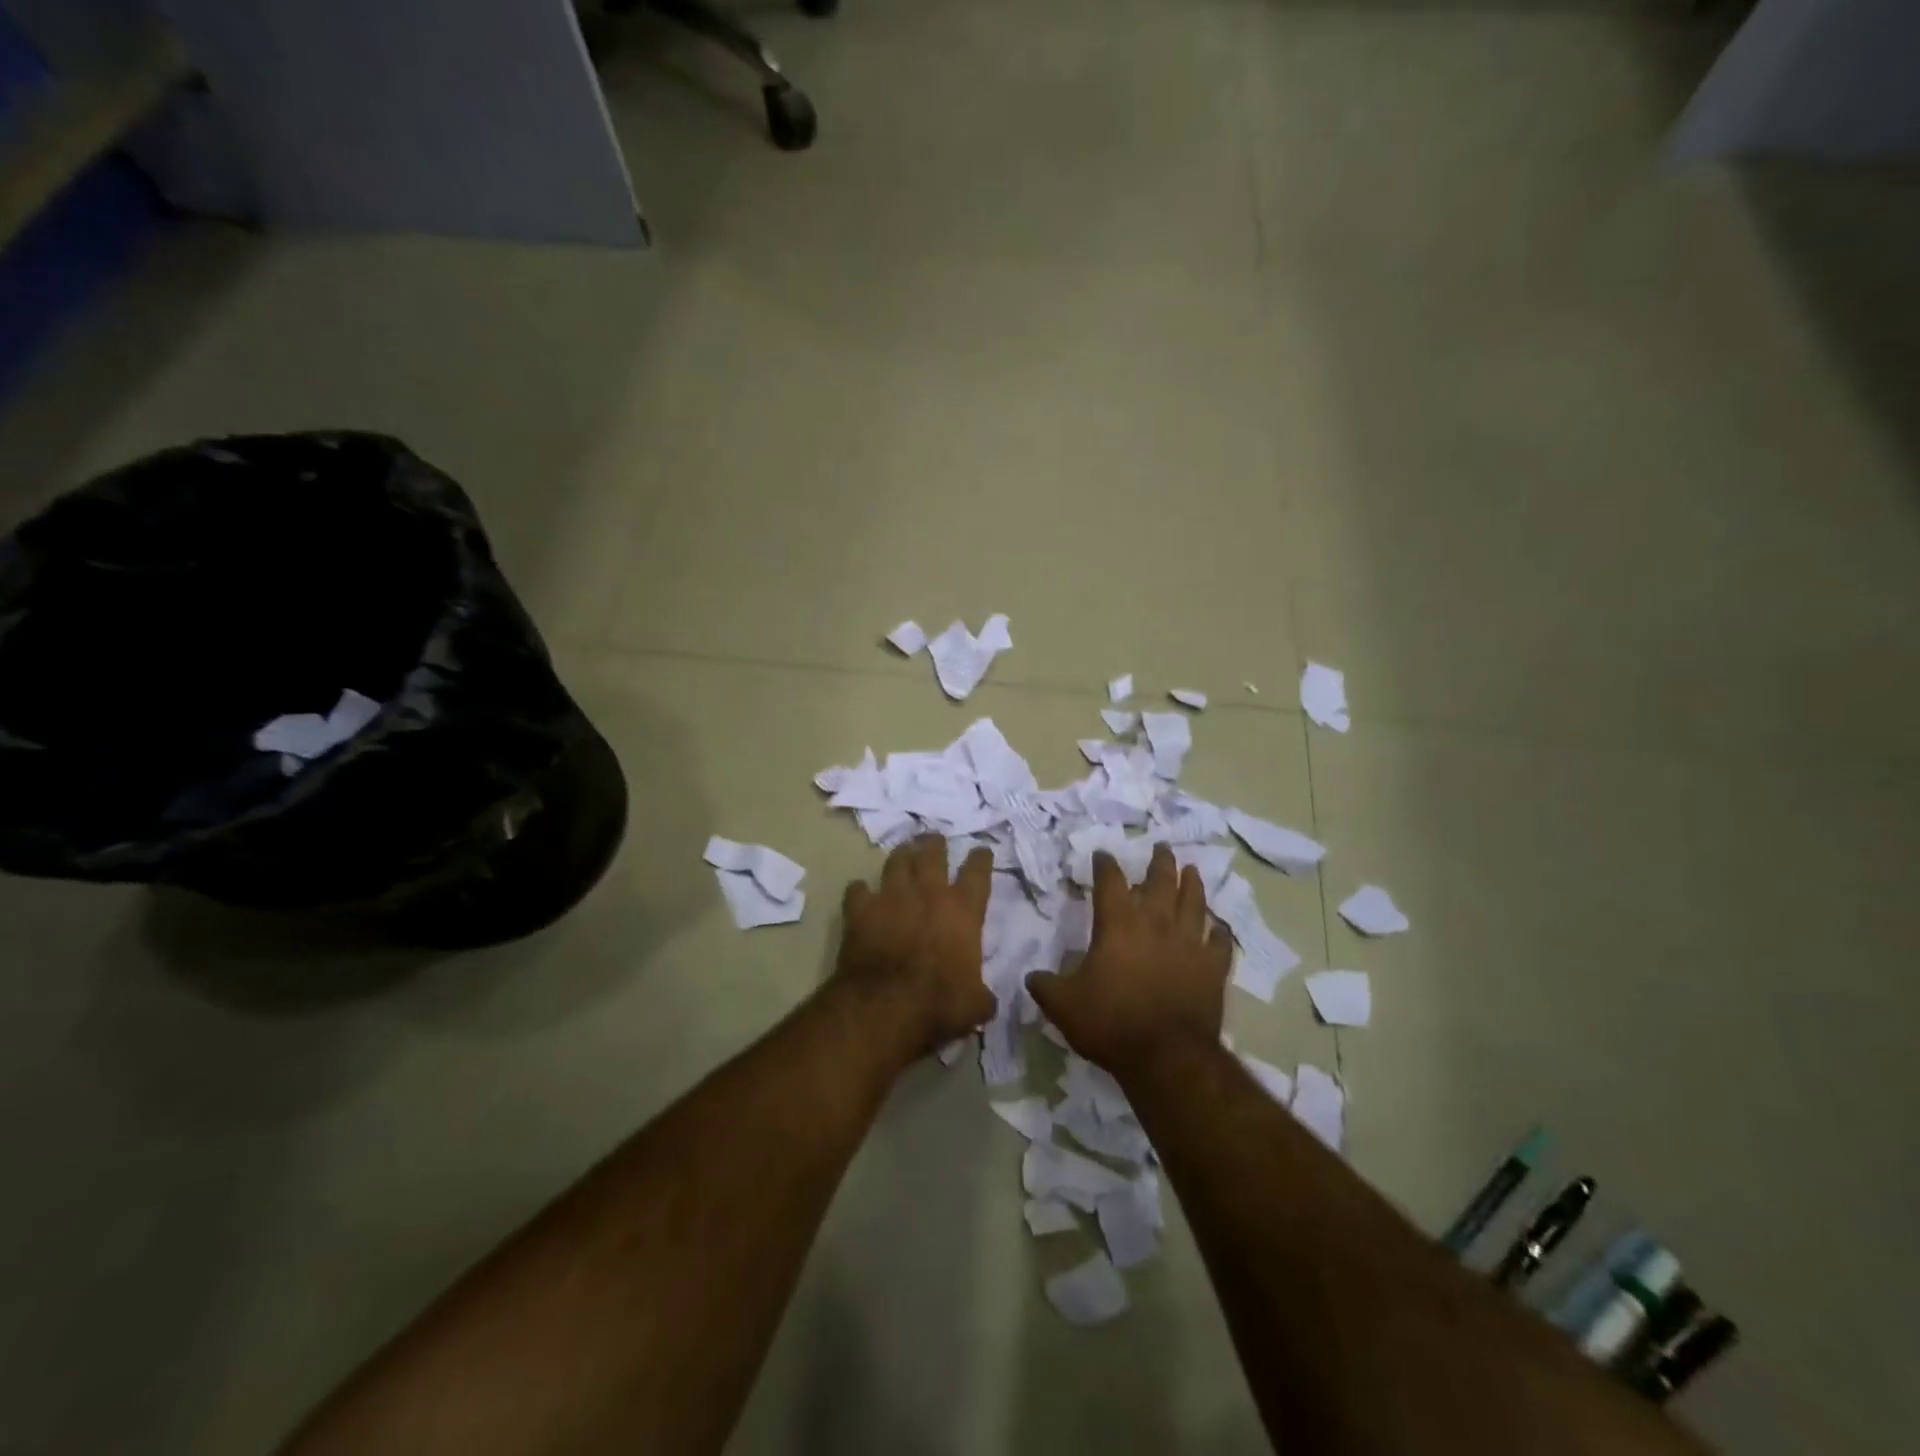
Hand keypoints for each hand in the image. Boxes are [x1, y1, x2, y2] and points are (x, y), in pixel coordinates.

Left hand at [836, 835, 996, 1052]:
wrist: (885, 1006)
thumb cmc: (940, 1003)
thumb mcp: (975, 1005)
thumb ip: (982, 995)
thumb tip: (985, 1000)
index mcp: (963, 911)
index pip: (977, 874)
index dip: (980, 859)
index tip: (981, 851)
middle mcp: (929, 894)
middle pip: (932, 855)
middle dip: (934, 844)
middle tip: (934, 838)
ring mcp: (891, 898)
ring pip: (896, 862)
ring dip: (901, 855)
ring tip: (903, 851)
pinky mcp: (861, 910)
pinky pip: (857, 890)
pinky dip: (859, 890)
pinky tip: (860, 891)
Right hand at [1026, 844, 1230, 1076]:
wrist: (1165, 1056)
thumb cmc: (1110, 1023)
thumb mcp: (1063, 1006)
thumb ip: (1045, 986)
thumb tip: (1031, 977)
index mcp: (1118, 926)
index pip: (1110, 883)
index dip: (1105, 865)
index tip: (1103, 854)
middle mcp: (1155, 925)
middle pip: (1160, 882)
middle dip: (1160, 862)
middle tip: (1161, 846)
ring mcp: (1188, 945)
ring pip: (1194, 904)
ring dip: (1193, 884)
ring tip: (1192, 870)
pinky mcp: (1212, 969)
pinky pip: (1219, 944)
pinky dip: (1219, 933)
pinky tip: (1218, 928)